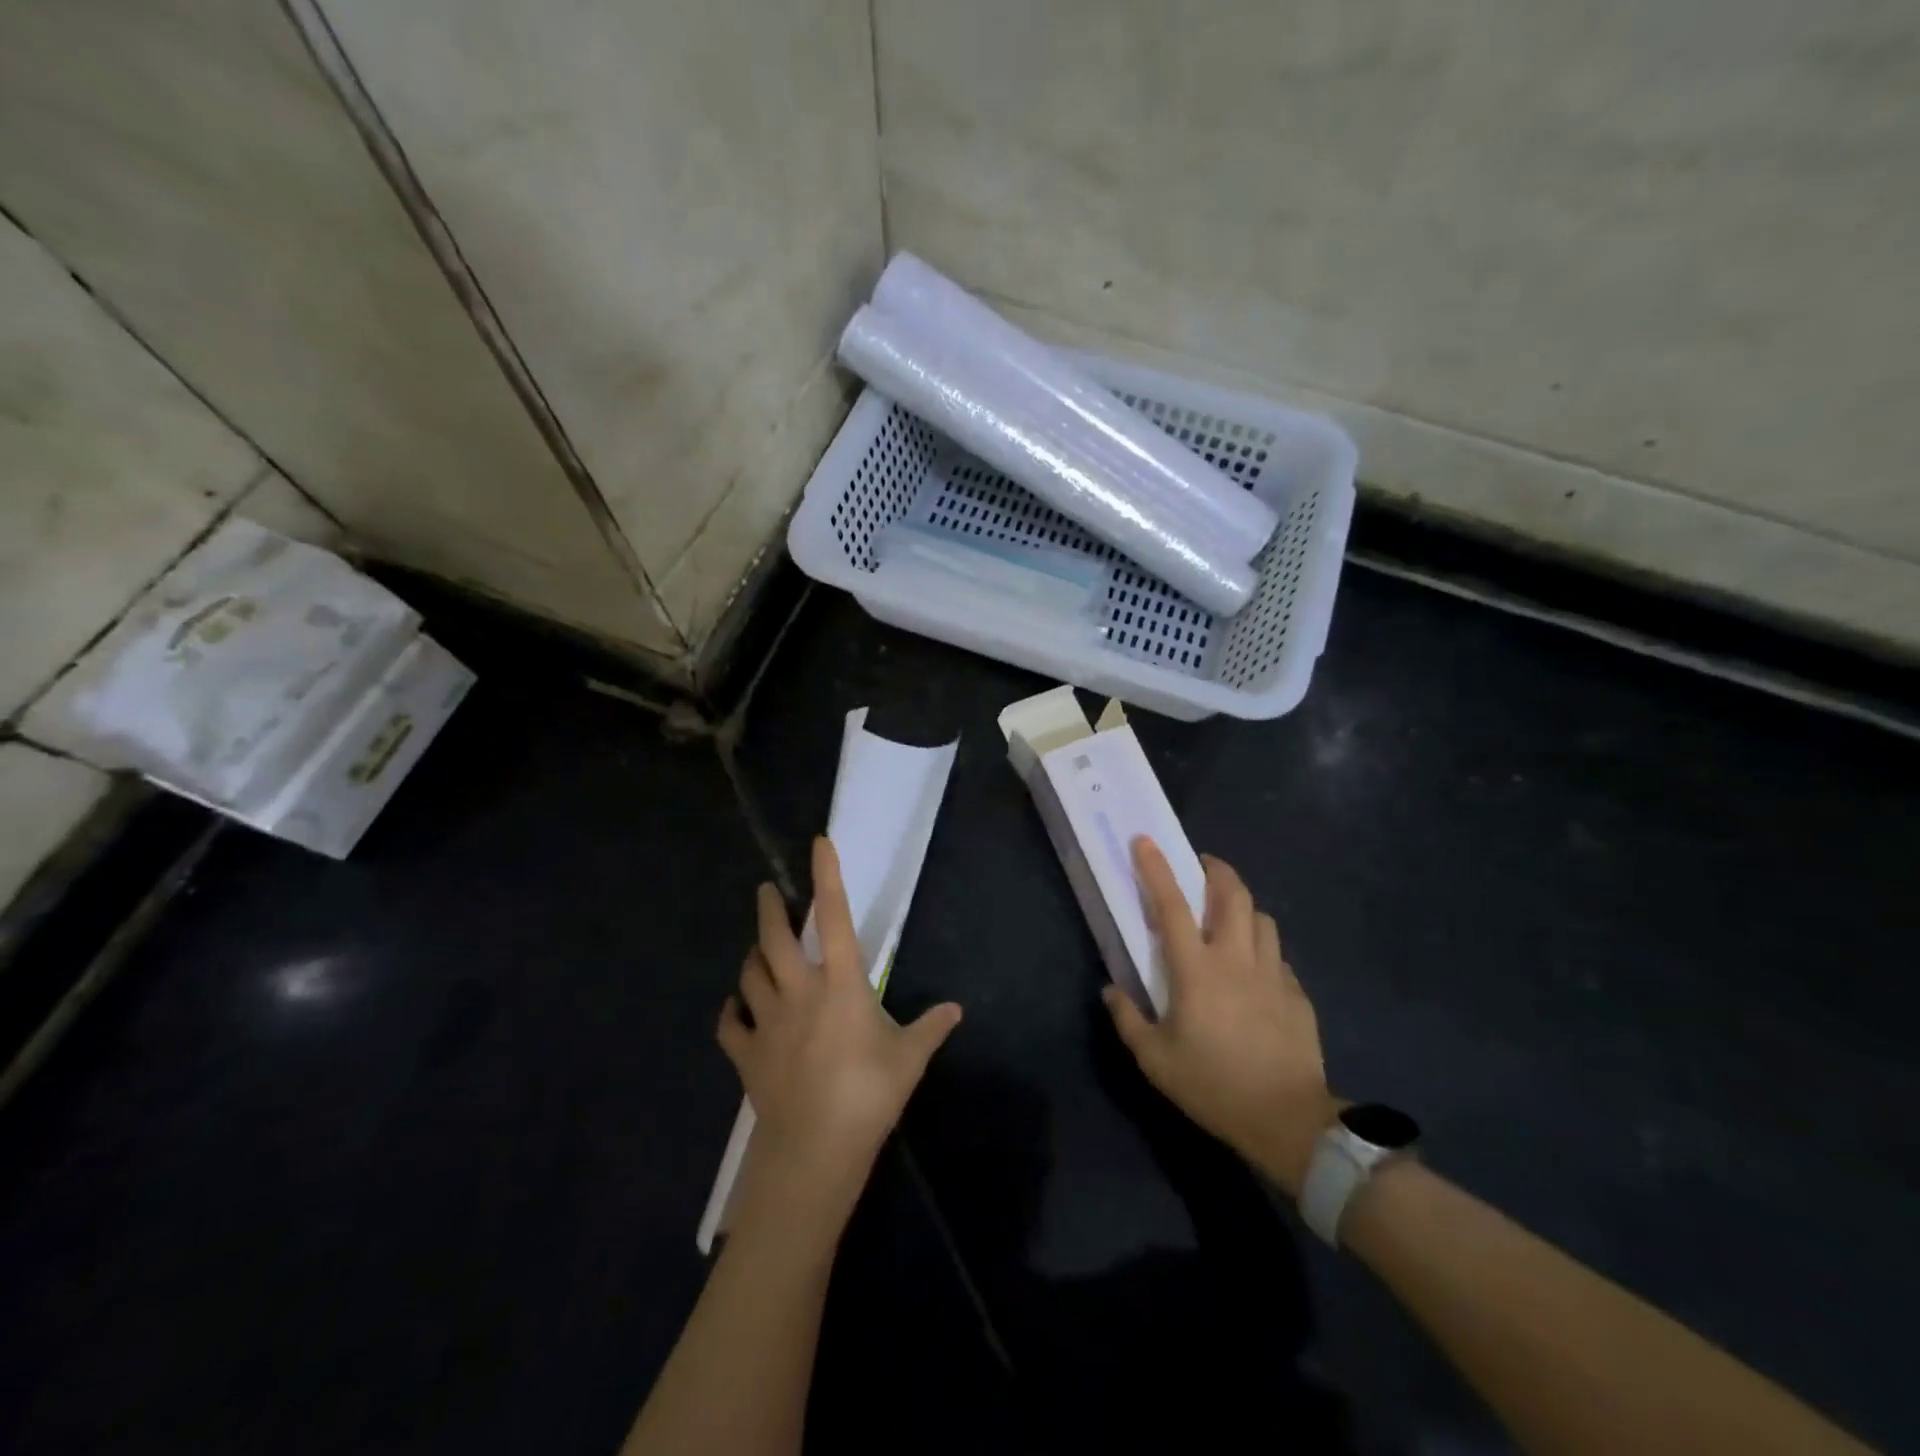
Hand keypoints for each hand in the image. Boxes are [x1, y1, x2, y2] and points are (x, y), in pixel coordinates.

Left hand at [720, 837, 961, 1223]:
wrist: (816, 1149)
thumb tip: (956, 1009)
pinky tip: (735, 1009)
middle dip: (770, 909)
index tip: (819, 843)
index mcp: (841, 984)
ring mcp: (767, 1021)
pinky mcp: (746, 1053)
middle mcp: (799, 991)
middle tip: (767, 891)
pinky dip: (730, 1012)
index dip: (827, 876)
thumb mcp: (910, 1058)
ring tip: (757, 950)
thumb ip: (931, 1027)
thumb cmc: (869, 1094)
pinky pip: (729, 1025)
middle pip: (774, 938)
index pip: (834, 917)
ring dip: (752, 957)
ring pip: (749, 975)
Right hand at [1103, 838, 1334, 1196]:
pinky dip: (1261, 948)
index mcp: (1197, 970)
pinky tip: (1253, 970)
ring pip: (1261, 919)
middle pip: (1233, 895)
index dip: (1156, 869)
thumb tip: (1110, 989)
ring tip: (1228, 916)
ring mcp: (1273, 974)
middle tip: (1201, 867)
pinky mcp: (1297, 994)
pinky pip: (1277, 955)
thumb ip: (1128, 1019)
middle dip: (1216, 871)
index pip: (1172, 905)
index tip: (1145, 841)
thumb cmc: (1213, 1085)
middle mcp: (1237, 959)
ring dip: (1242, 906)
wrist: (1288, 1121)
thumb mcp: (1155, 1060)